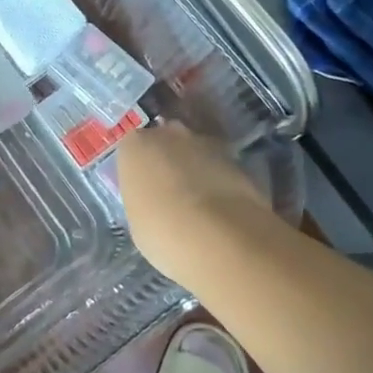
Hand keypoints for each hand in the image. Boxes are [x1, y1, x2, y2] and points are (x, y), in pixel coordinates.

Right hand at [117, 120, 281, 285]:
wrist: (220, 239)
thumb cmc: (162, 231)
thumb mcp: (138, 219)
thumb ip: (144, 198)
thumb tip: (155, 200)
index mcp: (135, 145)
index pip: (133, 147)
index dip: (141, 167)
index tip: (145, 187)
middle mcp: (170, 133)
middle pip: (167, 140)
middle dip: (170, 158)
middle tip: (172, 188)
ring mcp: (207, 143)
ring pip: (197, 150)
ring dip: (198, 167)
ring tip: (201, 201)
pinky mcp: (238, 159)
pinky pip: (222, 166)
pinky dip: (221, 180)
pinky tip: (222, 207)